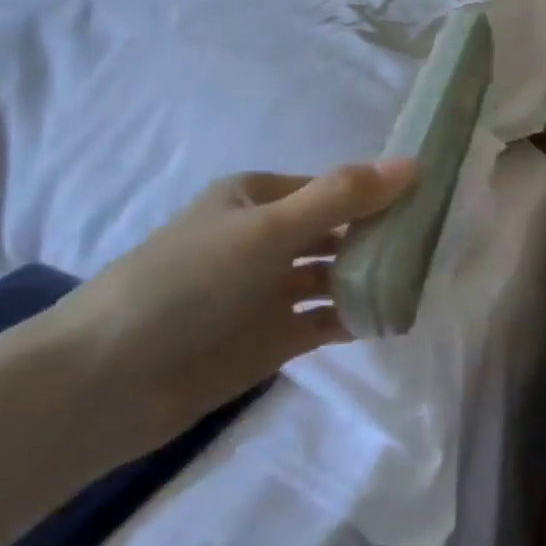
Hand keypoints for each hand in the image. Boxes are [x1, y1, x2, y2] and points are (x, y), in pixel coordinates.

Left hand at [31, 160, 415, 469]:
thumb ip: (342, 198)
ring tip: (424, 282)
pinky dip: (356, 317)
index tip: (434, 203)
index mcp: (259, 198)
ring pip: (336, 276)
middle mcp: (267, 238)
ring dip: (374, 277)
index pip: (335, 188)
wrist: (106, 381)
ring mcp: (269, 291)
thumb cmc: (187, 283)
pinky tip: (391, 319)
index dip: (381, 193)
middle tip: (439, 245)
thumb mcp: (267, 229)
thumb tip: (413, 164)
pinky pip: (326, 320)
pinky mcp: (272, 337)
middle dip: (383, 236)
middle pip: (339, 231)